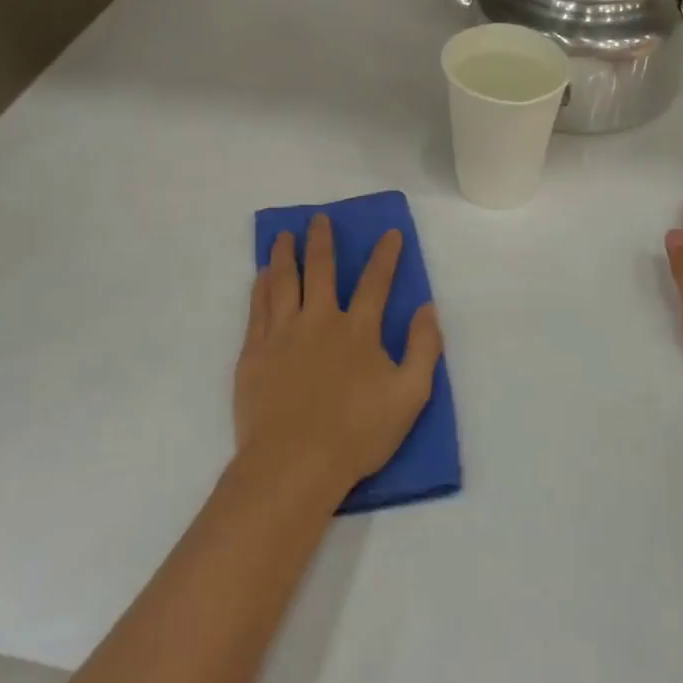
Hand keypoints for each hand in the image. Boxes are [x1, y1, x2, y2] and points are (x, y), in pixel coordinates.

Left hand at [235, 214, 443, 496]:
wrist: (295, 463)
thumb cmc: (358, 433)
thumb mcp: (410, 394)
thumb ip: (424, 348)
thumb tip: (428, 308)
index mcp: (358, 331)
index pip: (376, 282)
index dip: (385, 255)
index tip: (390, 232)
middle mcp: (319, 321)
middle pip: (321, 270)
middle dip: (323, 241)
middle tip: (319, 218)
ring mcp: (283, 334)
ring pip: (284, 282)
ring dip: (286, 254)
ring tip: (284, 234)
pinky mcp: (255, 353)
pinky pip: (258, 308)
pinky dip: (261, 286)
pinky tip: (262, 274)